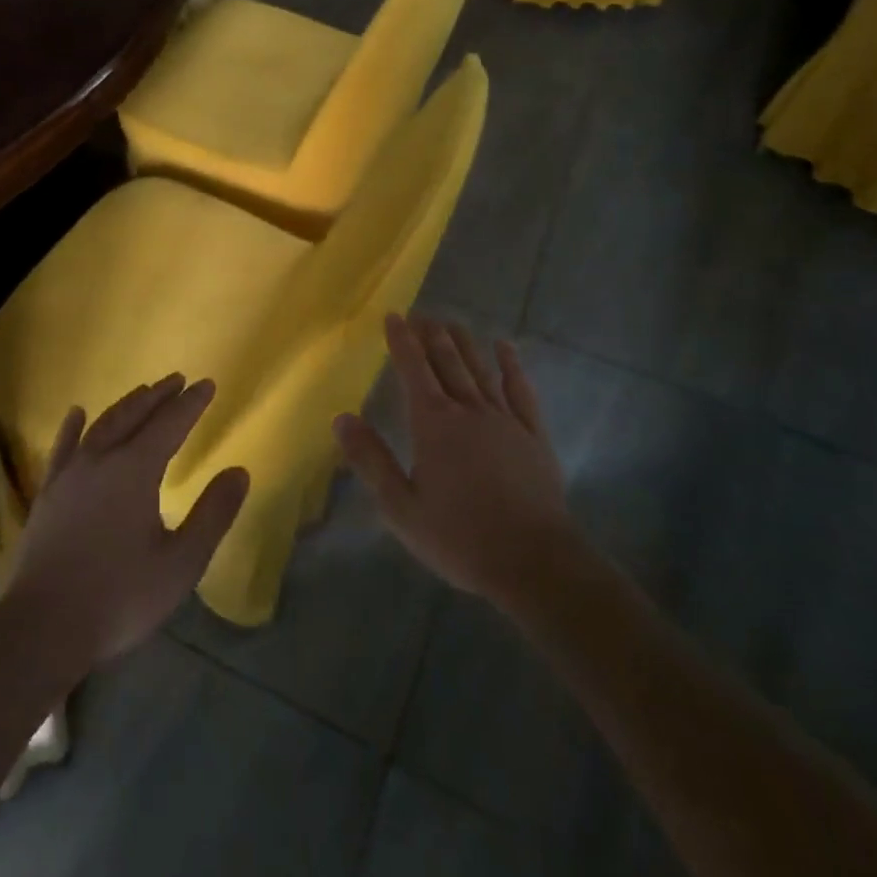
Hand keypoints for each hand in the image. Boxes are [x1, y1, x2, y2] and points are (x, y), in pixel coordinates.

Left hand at [1, 375, 249, 678]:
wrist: (42, 629)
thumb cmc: (120, 597)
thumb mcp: (181, 562)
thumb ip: (213, 514)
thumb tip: (239, 472)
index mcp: (136, 470)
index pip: (170, 424)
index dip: (191, 404)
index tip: (207, 384)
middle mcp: (101, 459)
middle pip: (134, 415)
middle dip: (159, 396)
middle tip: (178, 380)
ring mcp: (69, 474)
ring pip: (102, 425)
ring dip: (126, 405)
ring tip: (143, 391)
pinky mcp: (48, 494)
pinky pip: (63, 447)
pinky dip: (73, 427)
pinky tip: (77, 413)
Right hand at [335, 315, 576, 615]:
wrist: (534, 562)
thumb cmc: (460, 537)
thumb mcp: (401, 507)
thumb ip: (371, 460)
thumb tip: (341, 418)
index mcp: (433, 424)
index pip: (413, 370)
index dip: (402, 341)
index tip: (394, 315)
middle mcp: (468, 410)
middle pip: (447, 362)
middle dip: (431, 335)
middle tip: (421, 313)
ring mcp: (504, 419)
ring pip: (480, 369)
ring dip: (464, 343)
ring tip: (453, 321)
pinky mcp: (532, 434)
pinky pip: (520, 389)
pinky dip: (511, 365)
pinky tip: (505, 348)